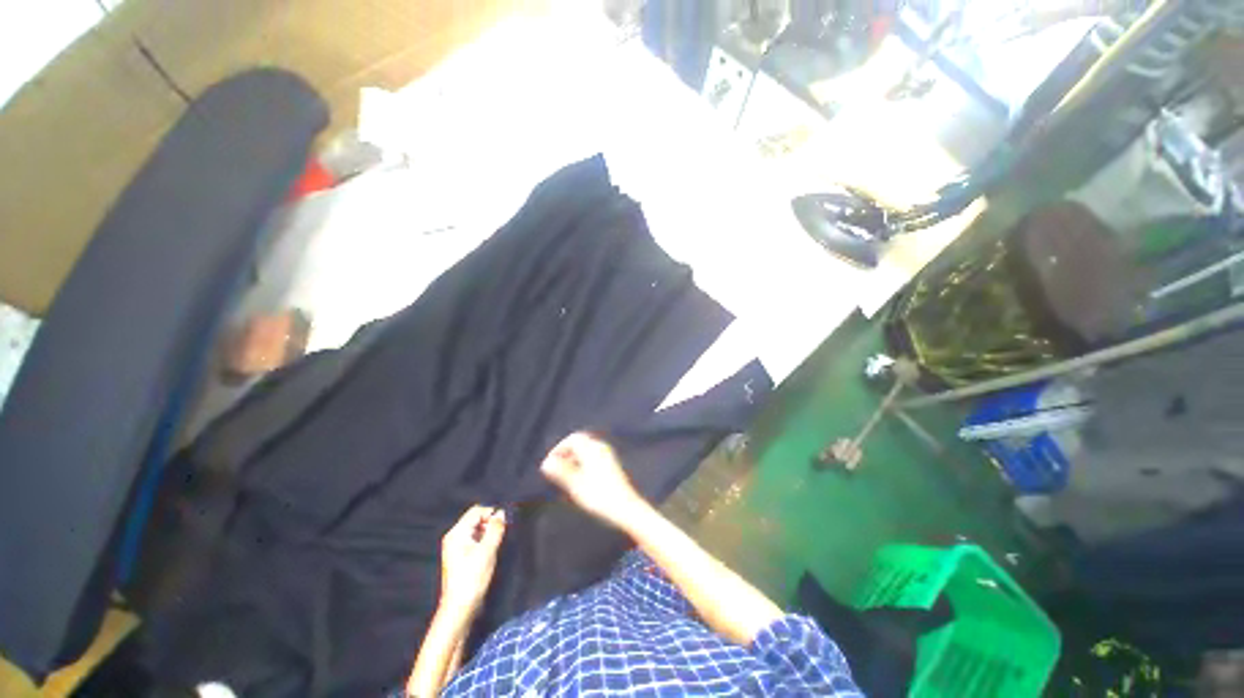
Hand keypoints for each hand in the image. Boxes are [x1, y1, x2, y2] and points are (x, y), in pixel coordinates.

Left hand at [439, 505, 505, 616]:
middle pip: (475, 519)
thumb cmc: (473, 577)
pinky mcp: (459, 556)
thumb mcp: (488, 550)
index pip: (476, 511)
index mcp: (457, 533)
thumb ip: (495, 529)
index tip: (502, 525)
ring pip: (475, 529)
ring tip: (495, 545)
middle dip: (489, 523)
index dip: (491, 514)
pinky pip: (473, 539)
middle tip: (500, 535)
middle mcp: (454, 537)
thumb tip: (501, 513)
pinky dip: (483, 541)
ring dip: (487, 532)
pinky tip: (489, 552)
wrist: (459, 607)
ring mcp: (455, 547)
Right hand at [540, 432, 647, 528]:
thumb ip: (561, 472)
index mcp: (593, 449)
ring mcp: (608, 455)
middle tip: (556, 469)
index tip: (550, 463)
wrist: (626, 507)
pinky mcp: (611, 464)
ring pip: (586, 450)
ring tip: (565, 476)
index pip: (573, 439)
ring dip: (574, 459)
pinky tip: (579, 479)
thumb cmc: (599, 496)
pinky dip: (583, 463)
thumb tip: (546, 463)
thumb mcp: (576, 485)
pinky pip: (593, 457)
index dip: (559, 448)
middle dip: (566, 453)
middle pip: (580, 443)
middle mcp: (601, 448)